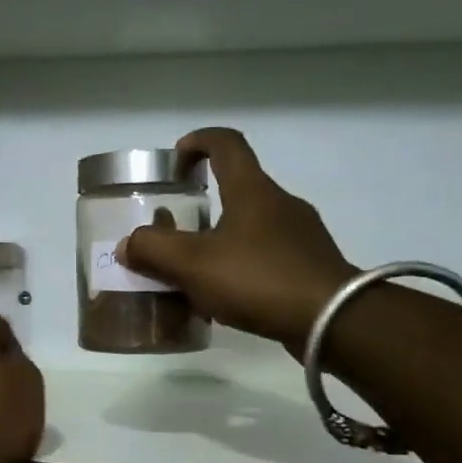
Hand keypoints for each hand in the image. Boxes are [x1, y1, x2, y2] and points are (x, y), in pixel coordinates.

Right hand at [119, 128, 356, 358]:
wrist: (332, 321)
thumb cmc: (259, 279)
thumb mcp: (194, 265)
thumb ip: (154, 250)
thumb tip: (129, 244)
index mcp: (252, 190)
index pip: (226, 144)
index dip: (199, 142)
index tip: (177, 160)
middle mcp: (280, 203)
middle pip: (238, 187)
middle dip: (205, 202)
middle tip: (177, 229)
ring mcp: (301, 235)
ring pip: (252, 225)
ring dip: (222, 237)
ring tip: (197, 270)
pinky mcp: (311, 265)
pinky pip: (267, 254)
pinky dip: (242, 264)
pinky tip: (228, 295)